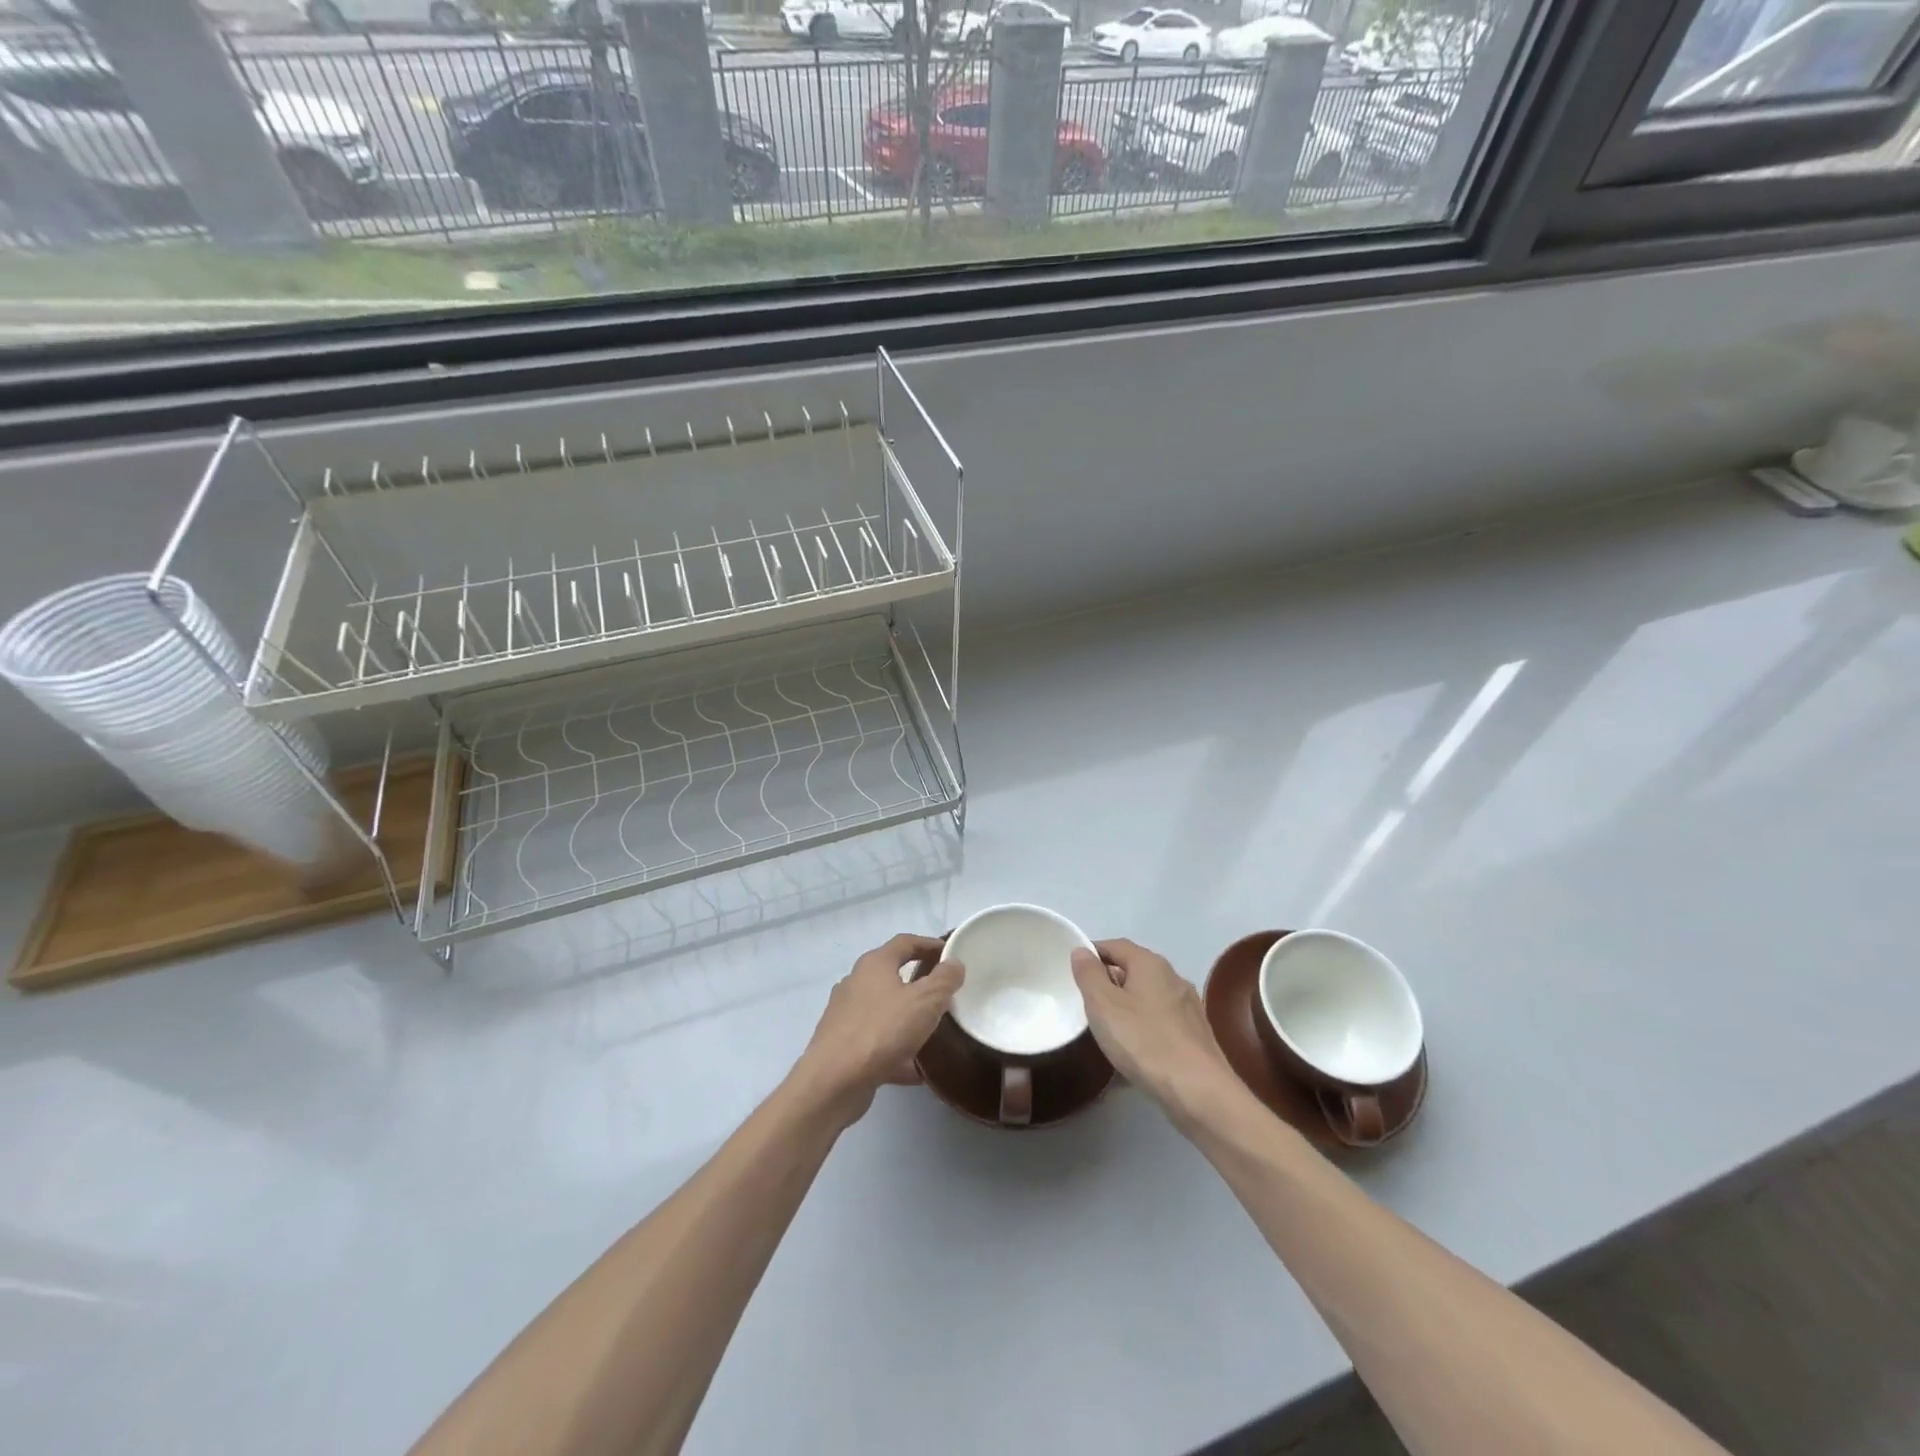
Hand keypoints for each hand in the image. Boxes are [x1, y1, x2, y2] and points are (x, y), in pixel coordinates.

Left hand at [793, 933, 964, 1126]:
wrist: (833, 1081)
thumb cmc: (882, 1030)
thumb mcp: (925, 1001)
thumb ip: (944, 980)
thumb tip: (954, 964)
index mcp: (875, 964)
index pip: (905, 942)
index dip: (930, 944)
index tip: (950, 954)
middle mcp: (856, 982)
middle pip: (892, 974)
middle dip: (919, 982)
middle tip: (944, 993)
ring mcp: (845, 1014)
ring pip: (885, 1009)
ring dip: (907, 1017)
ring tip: (933, 1031)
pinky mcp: (842, 1044)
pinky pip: (877, 1040)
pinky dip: (896, 1049)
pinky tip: (916, 1069)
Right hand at [1072, 939, 1237, 1124]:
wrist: (1199, 1091)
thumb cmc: (1144, 1041)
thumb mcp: (1103, 1005)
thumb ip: (1089, 974)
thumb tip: (1082, 951)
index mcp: (1150, 964)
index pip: (1116, 945)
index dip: (1093, 952)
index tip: (1074, 970)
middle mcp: (1173, 977)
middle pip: (1134, 970)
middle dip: (1109, 981)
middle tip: (1087, 1001)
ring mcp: (1188, 1007)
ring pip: (1148, 997)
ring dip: (1127, 1007)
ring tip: (1107, 1029)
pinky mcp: (1196, 1035)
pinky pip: (1161, 1022)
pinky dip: (1144, 1028)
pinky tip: (1134, 1052)